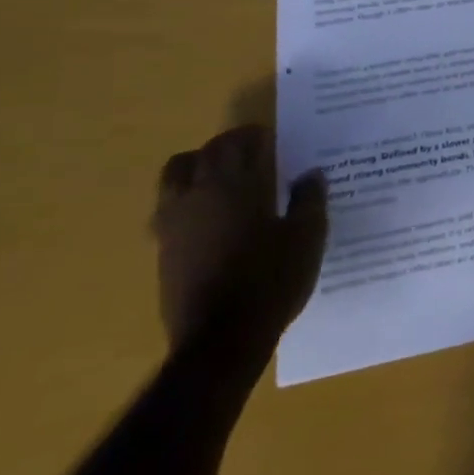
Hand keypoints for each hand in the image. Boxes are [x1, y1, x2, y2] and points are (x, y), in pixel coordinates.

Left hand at [152, 125, 327, 354]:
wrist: (222, 339)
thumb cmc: (271, 279)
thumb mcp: (307, 235)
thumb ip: (309, 199)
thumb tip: (310, 174)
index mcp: (232, 186)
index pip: (234, 143)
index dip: (253, 135)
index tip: (272, 139)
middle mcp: (195, 197)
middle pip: (199, 156)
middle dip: (225, 148)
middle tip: (253, 155)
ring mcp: (172, 226)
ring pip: (174, 180)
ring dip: (198, 171)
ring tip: (225, 182)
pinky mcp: (163, 253)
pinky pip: (170, 210)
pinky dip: (190, 202)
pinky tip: (215, 220)